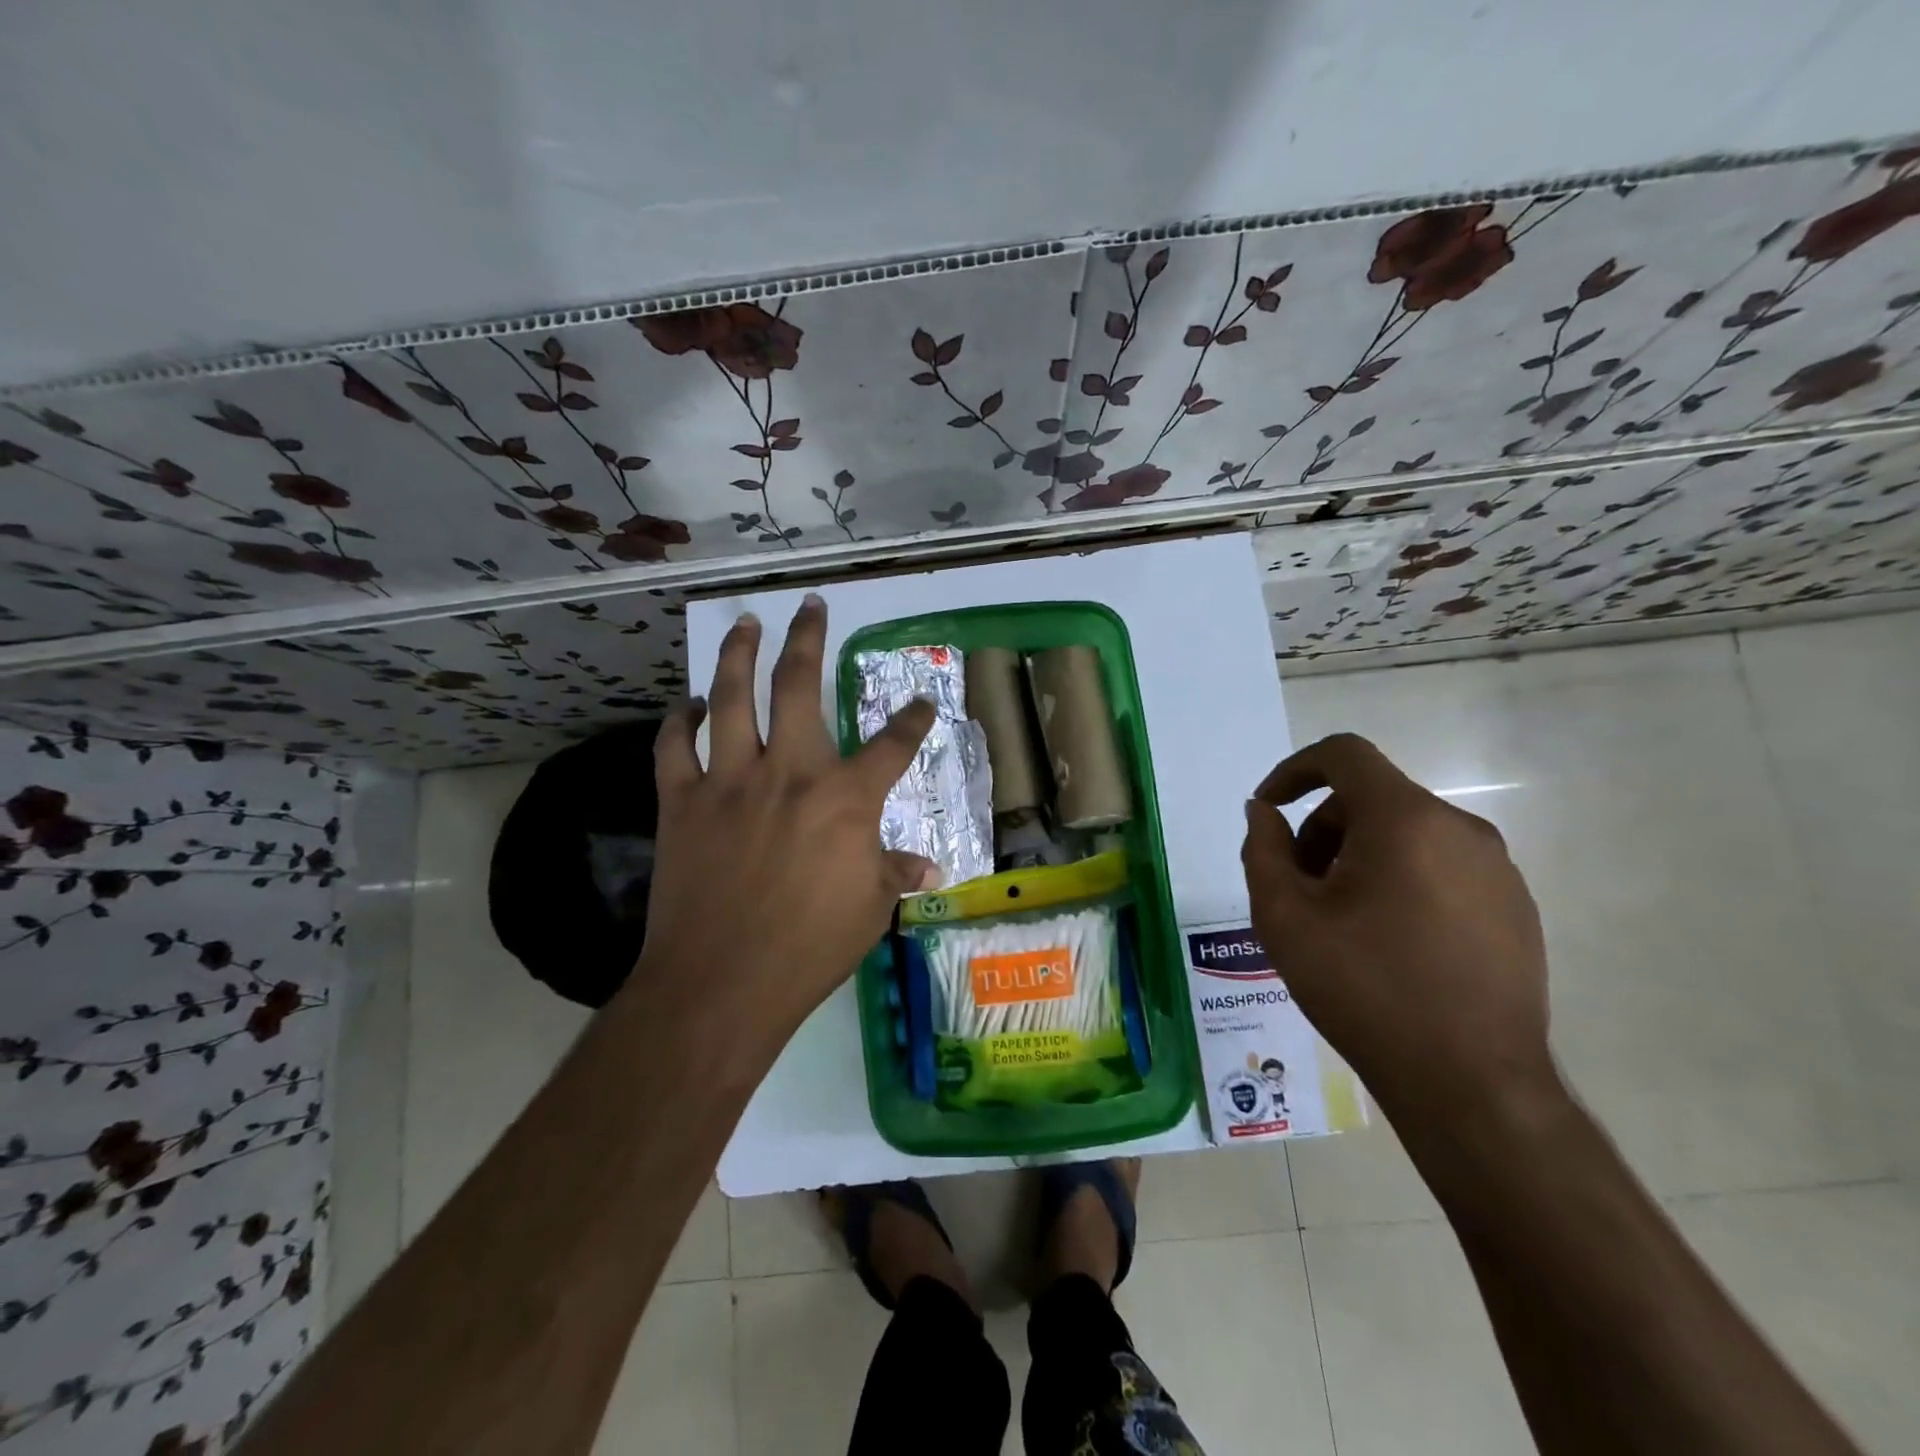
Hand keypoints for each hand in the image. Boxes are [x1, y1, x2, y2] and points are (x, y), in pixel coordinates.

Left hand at [638, 595, 936, 1045]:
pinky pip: (673, 747)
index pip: (893, 745)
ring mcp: (730, 780)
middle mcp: (789, 772)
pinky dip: (678, 721)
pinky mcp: (682, 802)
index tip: (921, 703)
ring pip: (731, 698)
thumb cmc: (809, 948)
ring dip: (738, 655)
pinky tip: (688, 704)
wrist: (721, 983)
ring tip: (745, 624)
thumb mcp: (870, 910)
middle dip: (807, 639)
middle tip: (809, 606)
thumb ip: (896, 873)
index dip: (913, 719)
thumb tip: (931, 866)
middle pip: (798, 686)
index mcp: (845, 798)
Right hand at [1241, 733, 1557, 1129]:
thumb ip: (1264, 850)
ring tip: (1339, 921)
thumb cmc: (1364, 988)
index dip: (1294, 769)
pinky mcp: (1515, 908)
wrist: (1471, 1084)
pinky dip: (1401, 880)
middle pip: (1372, 799)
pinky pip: (1441, 867)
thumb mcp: (1284, 917)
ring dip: (1359, 857)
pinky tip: (1388, 942)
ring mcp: (1497, 870)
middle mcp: (1460, 829)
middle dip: (1322, 830)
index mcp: (1405, 820)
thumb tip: (1264, 812)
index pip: (1344, 755)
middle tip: (1298, 888)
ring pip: (1407, 834)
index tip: (1269, 810)